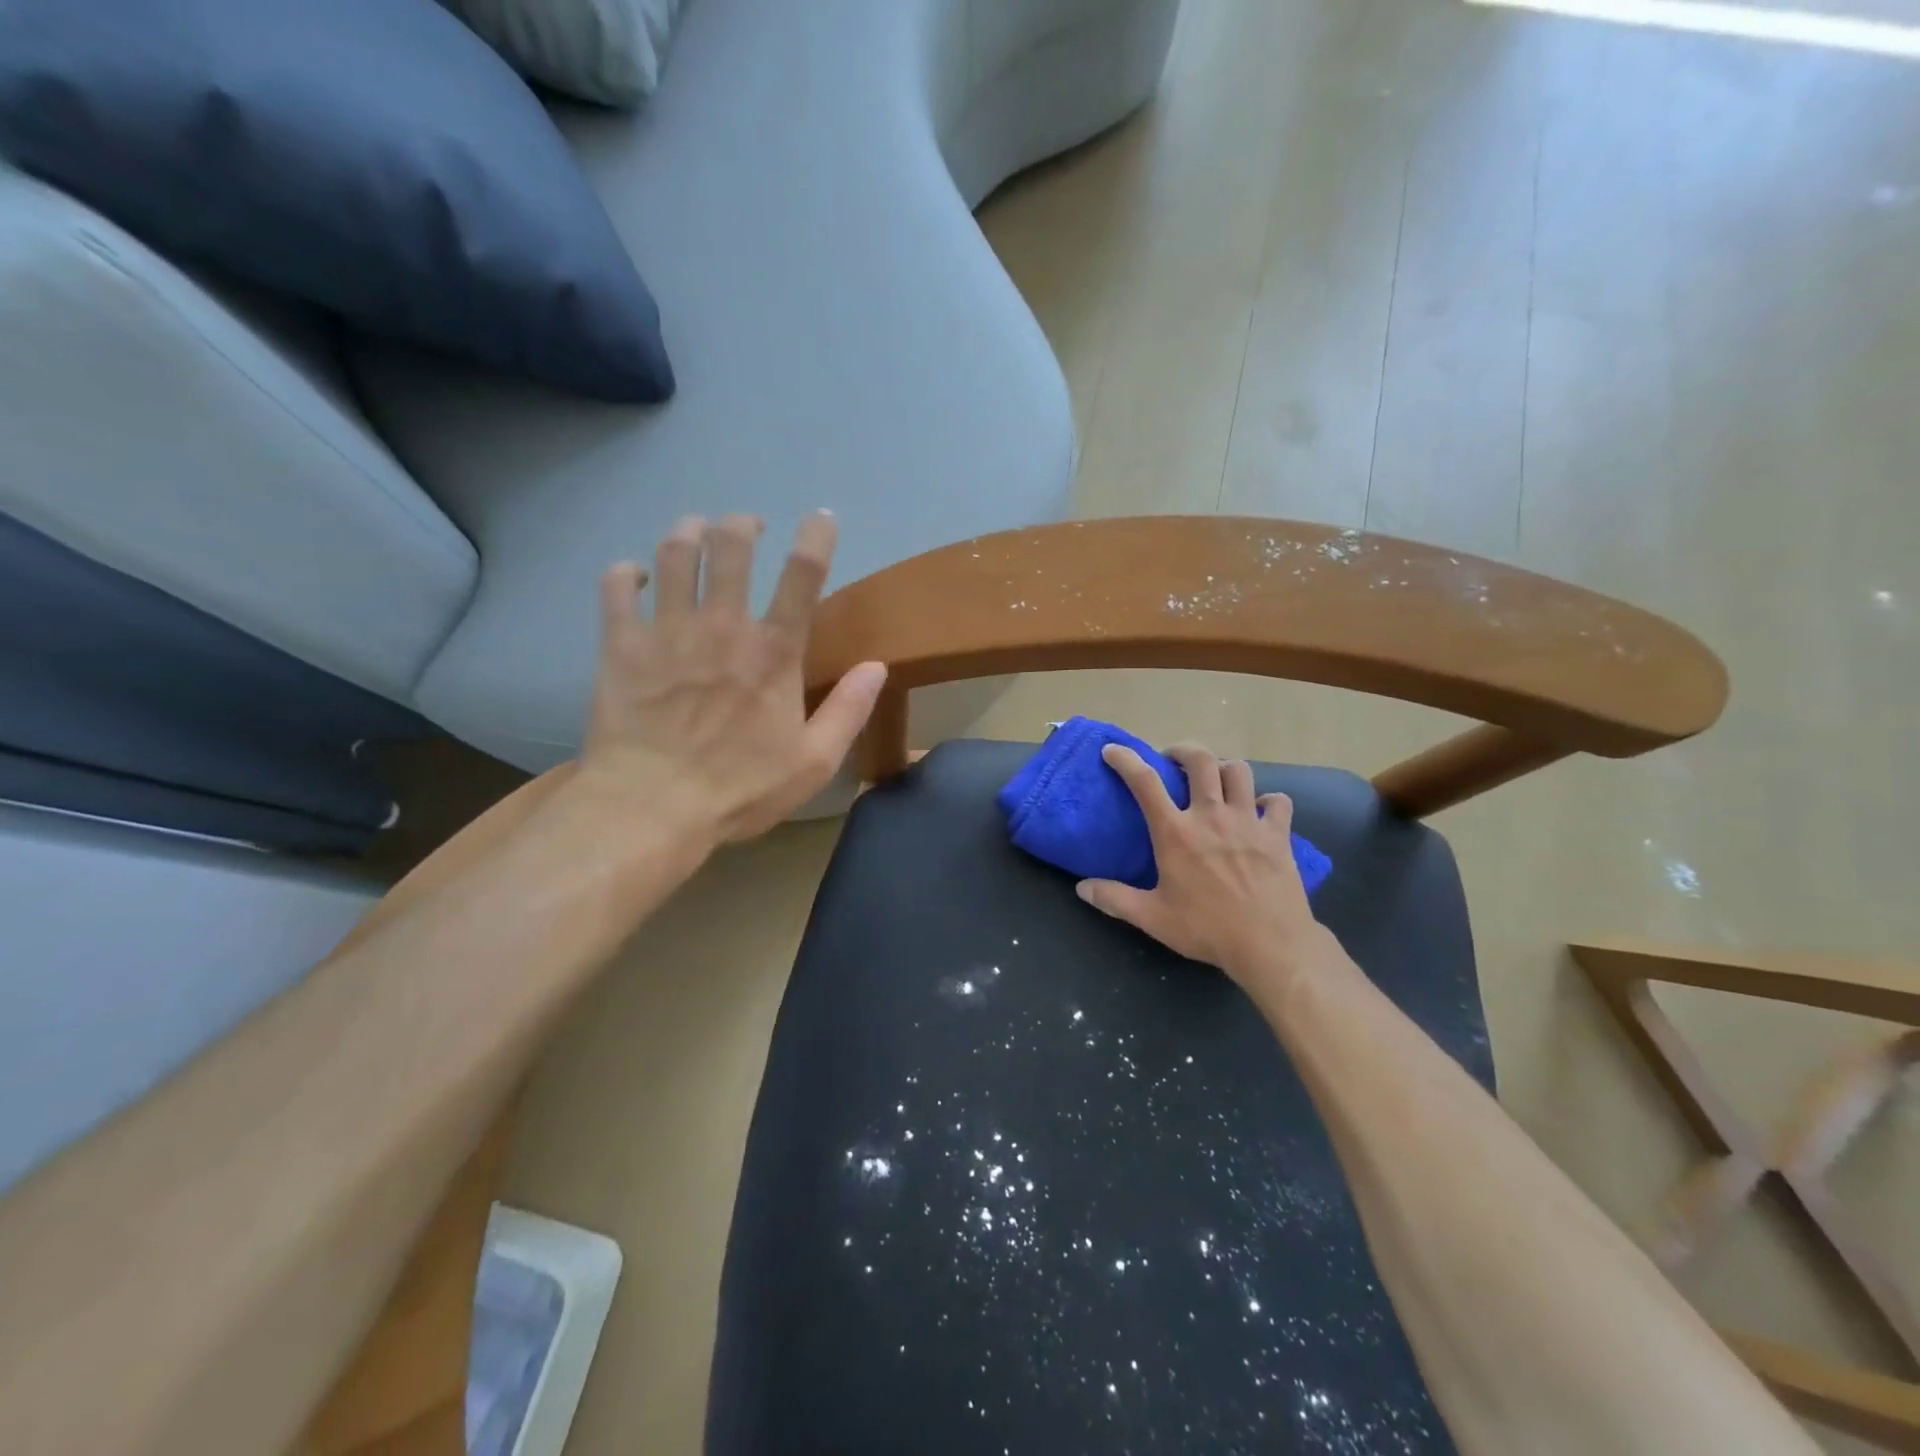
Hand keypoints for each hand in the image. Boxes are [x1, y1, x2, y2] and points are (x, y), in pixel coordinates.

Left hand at [579, 511, 887, 843]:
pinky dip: (625, 572)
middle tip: (747, 527)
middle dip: (742, 524)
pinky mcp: (620, 644)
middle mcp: (722, 625)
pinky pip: (616, 587)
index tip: (820, 518)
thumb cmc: (740, 789)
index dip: (816, 536)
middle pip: (731, 544)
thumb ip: (849, 710)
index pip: (803, 574)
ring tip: (696, 531)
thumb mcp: (814, 762)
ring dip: (689, 531)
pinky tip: (635, 575)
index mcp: (773, 651)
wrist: (651, 807)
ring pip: (674, 552)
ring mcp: (667, 630)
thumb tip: (877, 666)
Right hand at [1076, 742, 1327, 993]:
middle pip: (1201, 760)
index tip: (1113, 751)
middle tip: (1173, 760)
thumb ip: (1115, 899)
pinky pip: (1278, 801)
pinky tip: (1259, 810)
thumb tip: (1082, 888)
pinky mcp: (1278, 834)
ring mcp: (1248, 822)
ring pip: (1238, 771)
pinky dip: (1268, 800)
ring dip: (1224, 768)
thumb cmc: (1207, 930)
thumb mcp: (1152, 918)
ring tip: (1215, 780)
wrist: (1271, 945)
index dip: (1126, 760)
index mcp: (1176, 833)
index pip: (1145, 782)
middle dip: (1183, 751)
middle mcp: (1211, 816)